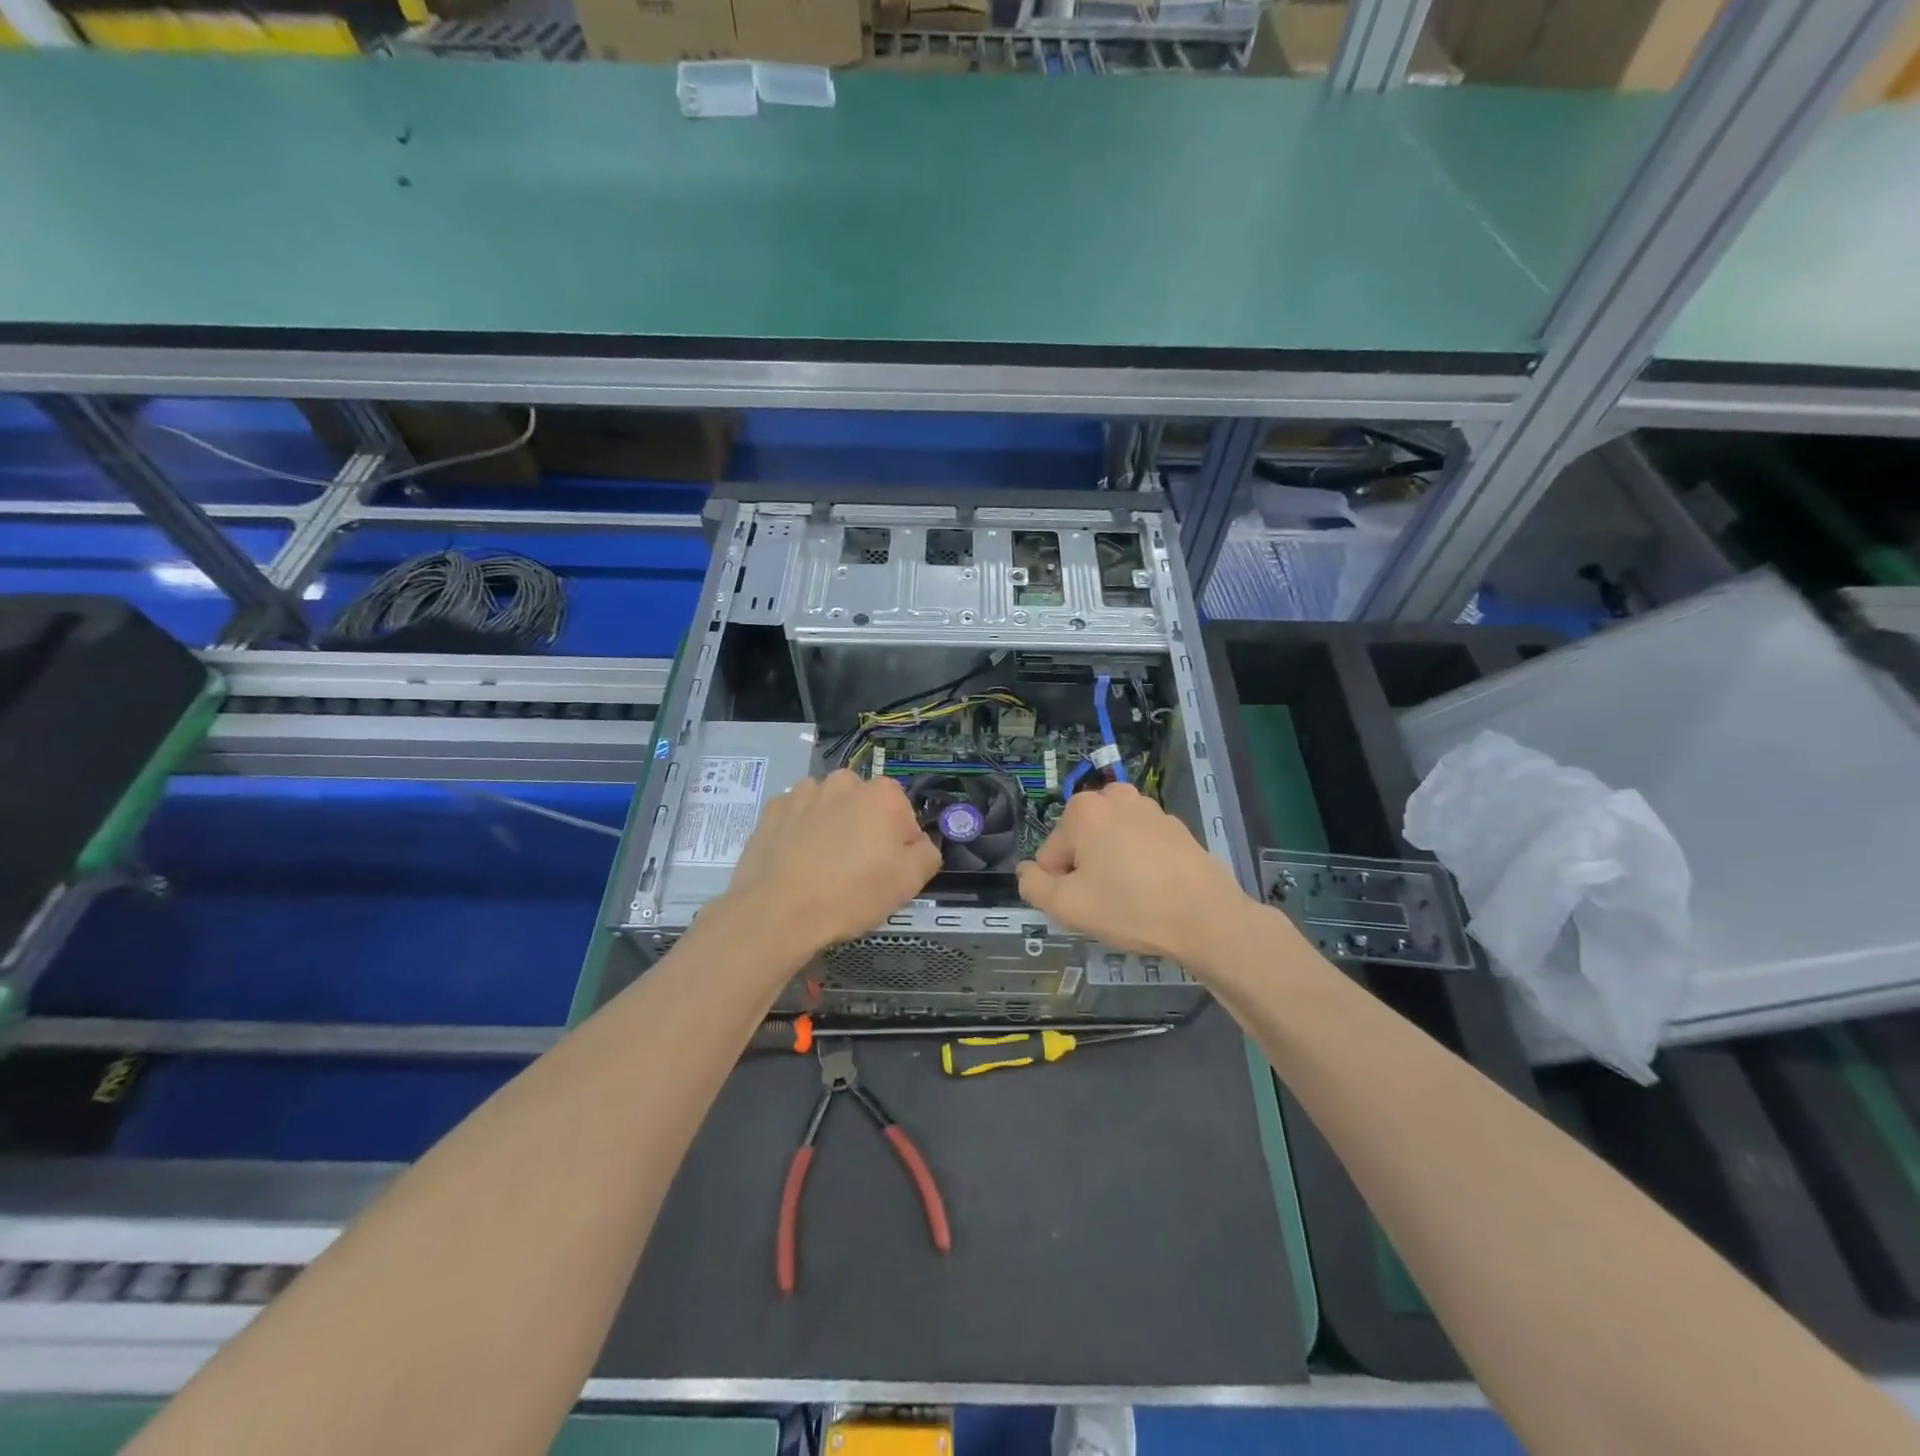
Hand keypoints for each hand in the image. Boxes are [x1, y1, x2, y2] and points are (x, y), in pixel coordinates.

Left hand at [721, 769, 940, 953]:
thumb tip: (918, 843)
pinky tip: (796, 861)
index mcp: (883, 794)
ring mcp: (803, 792)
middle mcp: (844, 782)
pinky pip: (796, 816)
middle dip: (864, 829)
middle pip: (865, 806)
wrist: (777, 912)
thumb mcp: (910, 882)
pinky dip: (799, 831)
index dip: (900, 845)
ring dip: (831, 826)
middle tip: (856, 869)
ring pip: (829, 807)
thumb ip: (927, 853)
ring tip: (822, 866)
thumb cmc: (852, 894)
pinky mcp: (772, 810)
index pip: (904, 817)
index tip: (888, 871)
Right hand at [1016, 783, 1251, 963]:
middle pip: (1080, 843)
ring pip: (1110, 843)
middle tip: (1107, 902)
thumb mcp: (1067, 907)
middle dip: (1086, 871)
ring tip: (1133, 897)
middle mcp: (1114, 797)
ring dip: (1112, 865)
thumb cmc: (1130, 908)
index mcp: (1083, 810)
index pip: (1050, 856)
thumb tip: (1025, 872)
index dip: (1061, 886)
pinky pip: (1139, 845)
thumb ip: (1033, 887)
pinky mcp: (1175, 826)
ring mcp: (1149, 808)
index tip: (1085, 904)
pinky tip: (1155, 889)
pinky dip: (1140, 863)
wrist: (1206, 917)